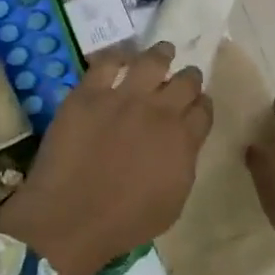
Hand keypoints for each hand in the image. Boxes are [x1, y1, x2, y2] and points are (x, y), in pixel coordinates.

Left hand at [0, 41, 212, 274]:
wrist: (70, 217)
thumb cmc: (125, 222)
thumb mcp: (173, 202)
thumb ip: (183, 164)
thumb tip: (182, 144)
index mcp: (183, 139)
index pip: (204, 109)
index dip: (201, 105)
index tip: (197, 106)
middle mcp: (159, 111)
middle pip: (186, 80)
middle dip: (188, 78)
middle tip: (183, 78)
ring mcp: (123, 98)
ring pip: (152, 60)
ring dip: (161, 55)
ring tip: (162, 52)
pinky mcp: (89, 93)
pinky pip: (107, 62)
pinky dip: (118, 57)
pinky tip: (120, 59)